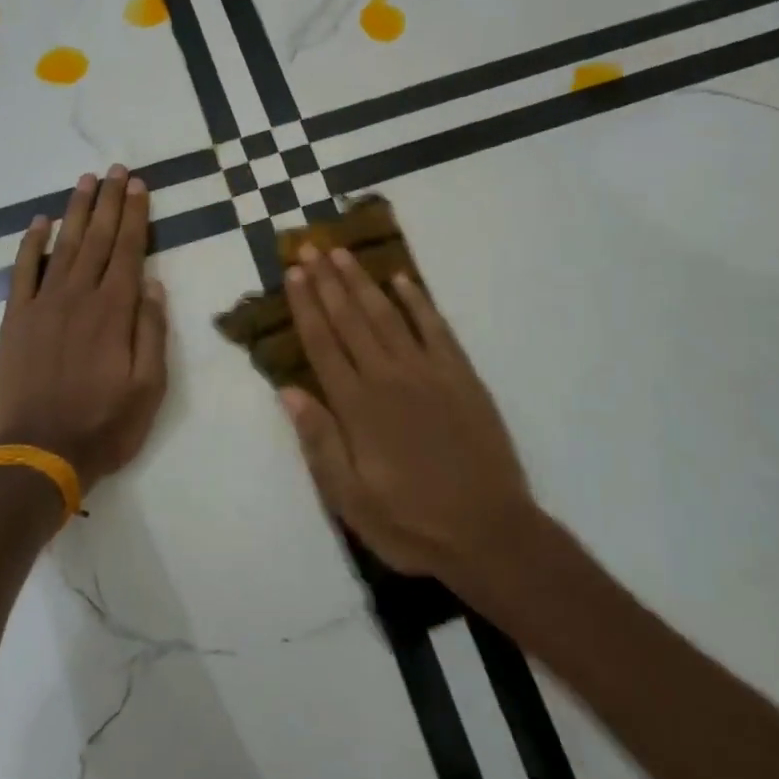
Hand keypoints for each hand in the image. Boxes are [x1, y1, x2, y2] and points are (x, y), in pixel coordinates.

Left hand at [0, 167, 168, 492]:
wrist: (37, 454)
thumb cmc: (103, 425)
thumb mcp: (149, 388)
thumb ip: (151, 332)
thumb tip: (154, 284)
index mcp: (114, 311)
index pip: (129, 250)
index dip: (135, 215)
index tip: (139, 185)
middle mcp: (78, 297)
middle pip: (97, 239)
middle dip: (109, 202)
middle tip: (116, 170)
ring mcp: (42, 305)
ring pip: (62, 246)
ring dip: (75, 211)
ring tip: (85, 181)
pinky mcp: (15, 320)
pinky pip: (23, 272)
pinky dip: (31, 244)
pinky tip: (39, 222)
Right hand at [281, 244, 537, 582]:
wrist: (489, 533)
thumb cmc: (411, 523)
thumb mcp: (350, 499)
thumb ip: (319, 442)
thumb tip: (289, 391)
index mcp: (357, 407)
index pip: (323, 344)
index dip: (306, 306)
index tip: (293, 273)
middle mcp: (389, 378)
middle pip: (351, 319)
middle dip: (327, 281)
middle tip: (310, 245)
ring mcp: (429, 372)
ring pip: (388, 315)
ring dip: (363, 282)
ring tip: (343, 253)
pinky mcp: (462, 376)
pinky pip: (436, 328)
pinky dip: (417, 301)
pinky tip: (402, 280)